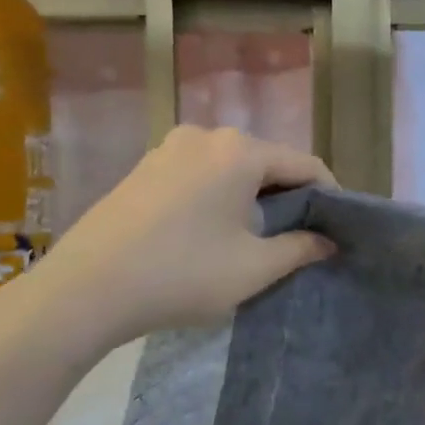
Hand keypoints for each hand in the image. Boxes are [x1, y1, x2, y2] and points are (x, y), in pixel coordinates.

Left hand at [24, 126, 335, 346]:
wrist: (87, 289)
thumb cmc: (183, 274)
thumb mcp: (253, 268)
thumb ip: (300, 249)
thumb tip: (327, 241)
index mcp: (239, 151)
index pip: (304, 164)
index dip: (328, 195)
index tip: (337, 227)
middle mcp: (205, 136)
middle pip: (266, 161)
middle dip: (288, 196)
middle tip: (299, 237)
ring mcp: (168, 148)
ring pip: (230, 167)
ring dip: (252, 196)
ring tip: (257, 236)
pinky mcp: (143, 168)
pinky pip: (198, 174)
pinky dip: (218, 195)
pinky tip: (212, 231)